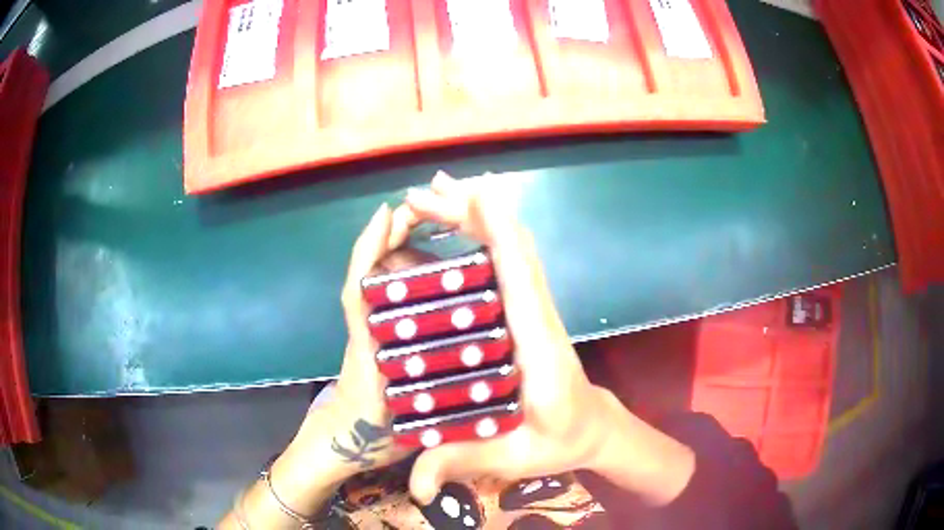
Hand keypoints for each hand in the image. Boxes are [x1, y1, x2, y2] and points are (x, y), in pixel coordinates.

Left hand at [260, 203, 418, 515]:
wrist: (341, 445)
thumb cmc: (368, 439)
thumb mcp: (403, 432)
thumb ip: (426, 419)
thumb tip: (461, 389)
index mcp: (370, 348)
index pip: (361, 291)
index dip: (371, 251)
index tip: (388, 214)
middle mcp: (367, 331)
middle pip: (370, 275)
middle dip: (392, 237)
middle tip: (428, 210)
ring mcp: (368, 332)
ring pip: (379, 283)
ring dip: (399, 250)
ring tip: (435, 229)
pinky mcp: (374, 337)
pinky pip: (385, 298)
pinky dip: (400, 275)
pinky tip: (427, 269)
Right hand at [405, 172, 694, 505]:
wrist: (593, 428)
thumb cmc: (560, 441)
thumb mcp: (513, 458)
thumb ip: (463, 464)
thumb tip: (415, 488)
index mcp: (539, 348)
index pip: (521, 279)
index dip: (499, 234)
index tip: (471, 196)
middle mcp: (540, 317)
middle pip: (513, 250)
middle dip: (473, 213)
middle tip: (428, 191)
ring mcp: (536, 309)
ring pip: (513, 248)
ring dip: (479, 214)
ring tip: (441, 190)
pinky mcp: (527, 310)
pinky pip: (509, 261)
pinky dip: (487, 231)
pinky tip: (463, 221)